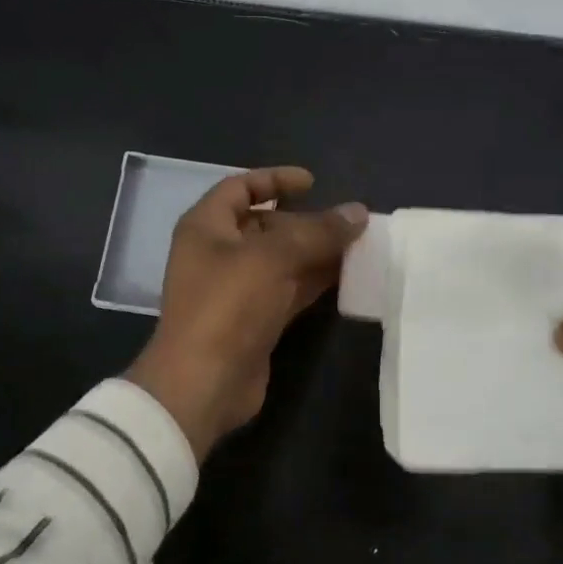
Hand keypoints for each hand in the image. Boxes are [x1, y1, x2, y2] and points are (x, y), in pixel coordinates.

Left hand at [126, 166, 367, 459]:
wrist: (204, 384)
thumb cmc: (227, 305)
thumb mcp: (273, 258)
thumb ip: (318, 232)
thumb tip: (358, 212)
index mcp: (206, 227)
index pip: (239, 187)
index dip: (274, 179)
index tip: (312, 183)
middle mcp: (219, 253)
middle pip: (266, 225)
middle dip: (306, 221)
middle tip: (347, 223)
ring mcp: (237, 289)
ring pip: (282, 260)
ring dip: (317, 252)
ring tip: (358, 246)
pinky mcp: (255, 320)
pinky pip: (289, 290)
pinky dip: (315, 281)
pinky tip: (348, 277)